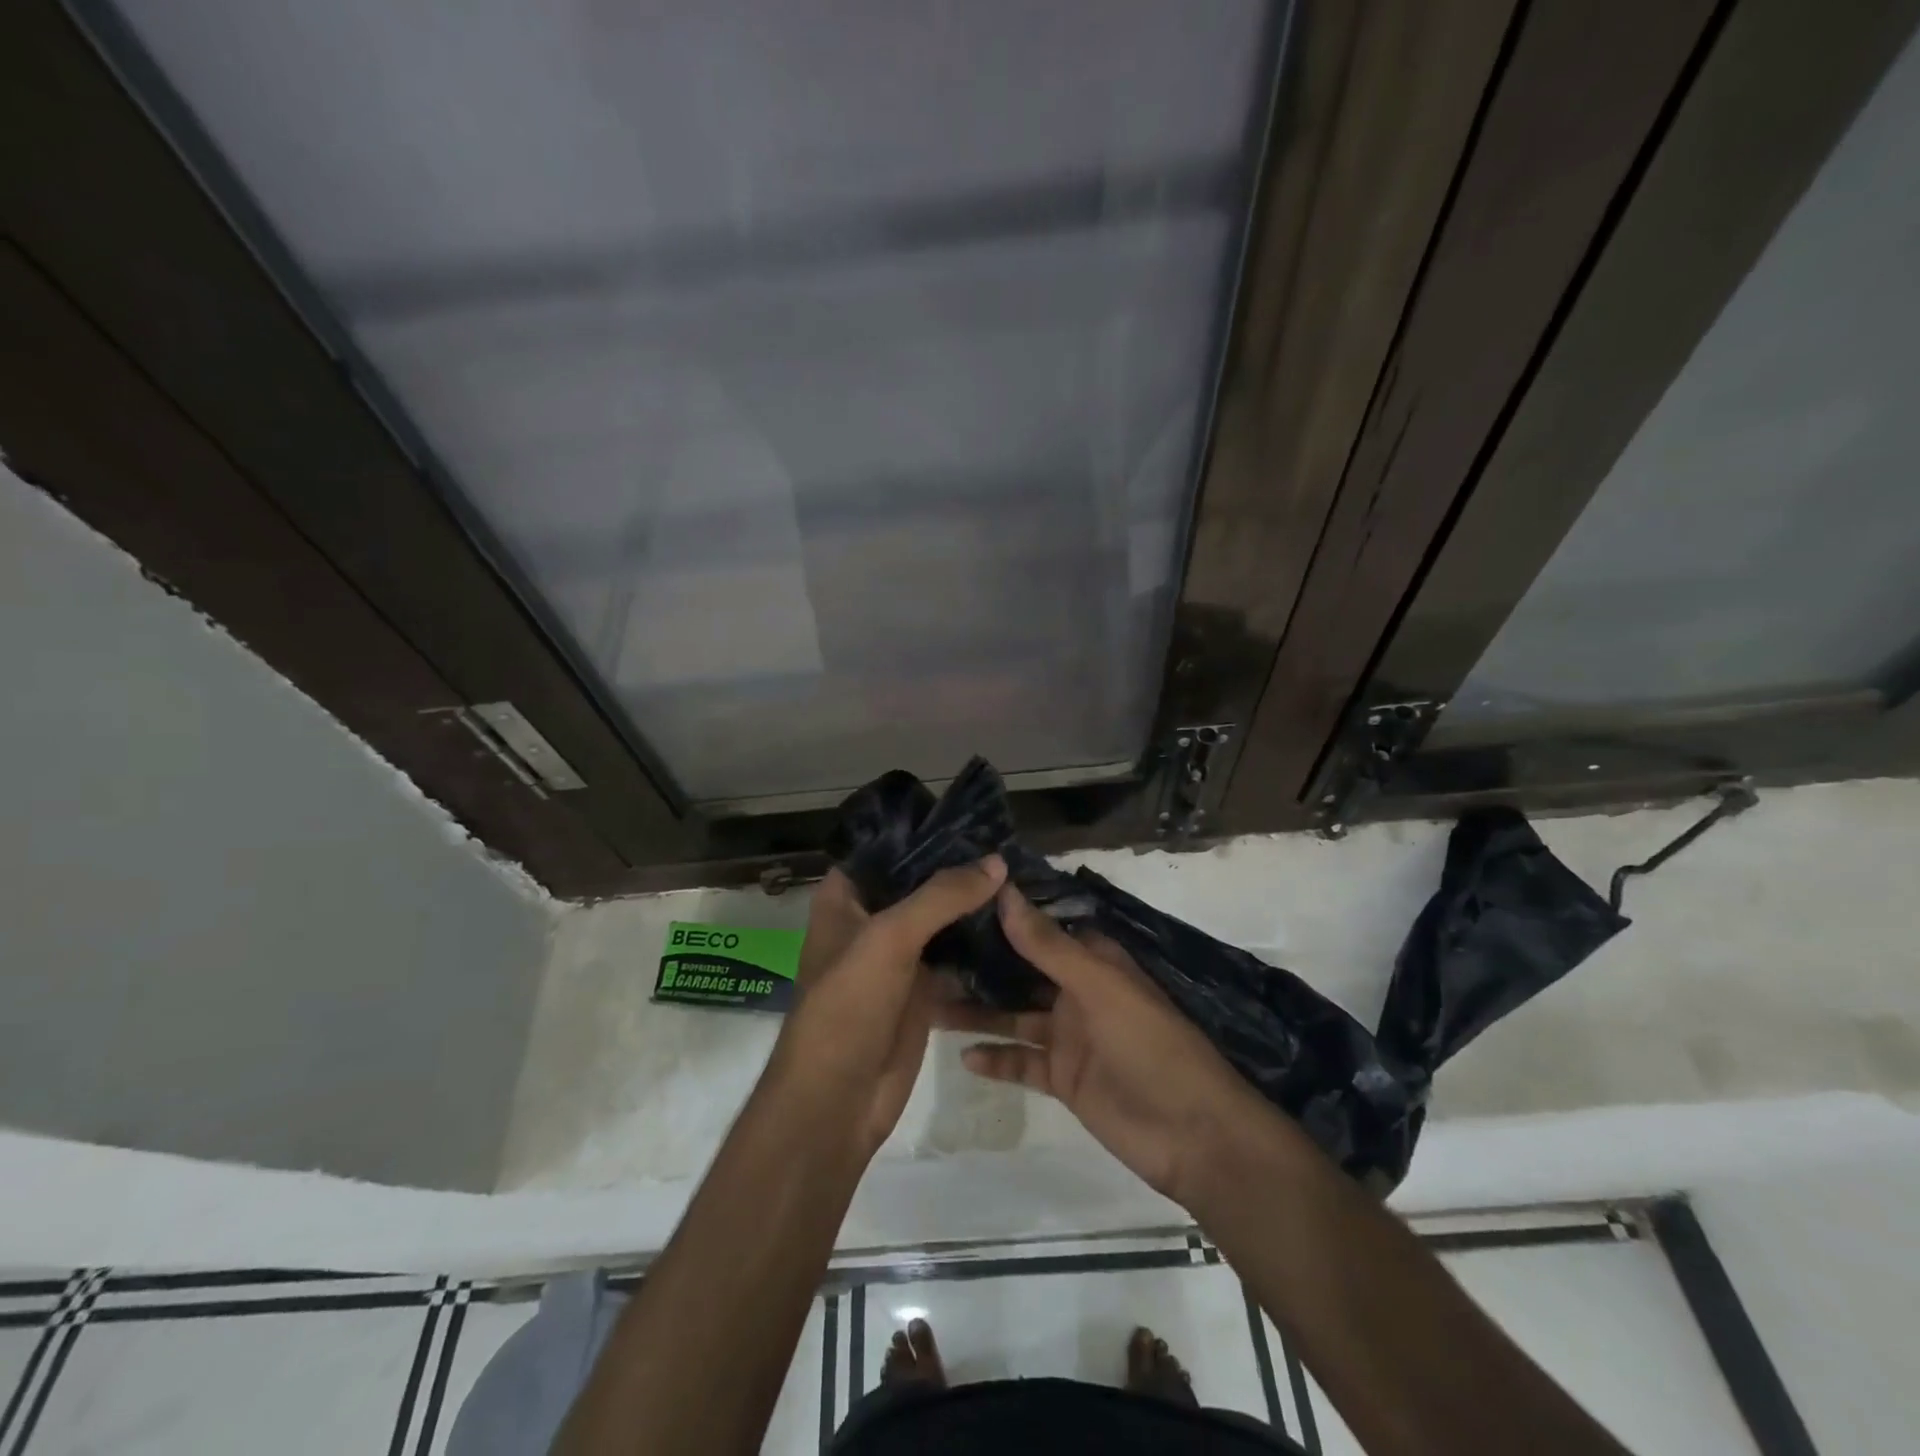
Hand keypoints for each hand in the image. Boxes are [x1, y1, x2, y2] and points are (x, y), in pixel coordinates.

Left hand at [770, 858, 1005, 1157]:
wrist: (837, 1101)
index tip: (974, 818)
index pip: (886, 849)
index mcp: (845, 898)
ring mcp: (897, 957)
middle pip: (918, 884)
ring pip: (941, 920)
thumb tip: (997, 862)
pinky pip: (955, 957)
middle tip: (1011, 847)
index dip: (925, 832)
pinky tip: (1017, 927)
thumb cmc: (847, 1006)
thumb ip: (941, 896)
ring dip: (973, 906)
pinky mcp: (921, 990)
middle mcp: (870, 921)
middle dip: (959, 870)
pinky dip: (980, 945)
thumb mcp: (889, 938)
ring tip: (1022, 879)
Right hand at [939, 886, 1267, 1204]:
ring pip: (1013, 1015)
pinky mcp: (1063, 1077)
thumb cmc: (1150, 1046)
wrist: (1192, 1136)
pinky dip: (995, 1058)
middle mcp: (1076, 991)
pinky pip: (1021, 1061)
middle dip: (980, 963)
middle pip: (1020, 971)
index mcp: (1092, 961)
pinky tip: (962, 1055)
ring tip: (928, 1000)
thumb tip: (1005, 891)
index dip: (1002, 914)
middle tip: (926, 952)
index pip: (1040, 927)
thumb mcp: (1099, 988)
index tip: (954, 900)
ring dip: (978, 1010)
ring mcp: (1068, 1036)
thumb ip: (1048, 945)